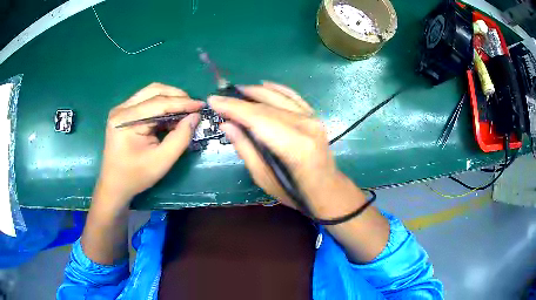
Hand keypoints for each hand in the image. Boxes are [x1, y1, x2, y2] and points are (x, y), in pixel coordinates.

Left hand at [95, 83, 203, 209]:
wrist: (114, 185)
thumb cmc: (136, 176)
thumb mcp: (162, 161)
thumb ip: (180, 138)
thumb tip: (195, 117)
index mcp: (126, 120)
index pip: (158, 103)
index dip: (182, 103)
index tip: (201, 106)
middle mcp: (121, 109)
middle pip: (154, 91)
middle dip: (176, 96)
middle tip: (193, 107)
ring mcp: (121, 109)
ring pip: (150, 93)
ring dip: (169, 99)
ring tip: (184, 110)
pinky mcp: (123, 113)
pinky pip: (146, 101)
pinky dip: (161, 105)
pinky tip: (170, 115)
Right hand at [209, 82, 359, 217]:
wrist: (327, 190)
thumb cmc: (295, 192)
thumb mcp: (264, 178)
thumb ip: (245, 148)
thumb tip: (226, 124)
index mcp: (295, 146)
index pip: (258, 119)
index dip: (233, 108)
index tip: (213, 100)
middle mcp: (306, 126)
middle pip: (266, 107)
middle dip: (239, 101)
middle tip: (219, 98)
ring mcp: (313, 119)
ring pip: (278, 98)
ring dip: (255, 91)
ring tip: (236, 90)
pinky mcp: (315, 117)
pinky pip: (293, 97)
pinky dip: (277, 89)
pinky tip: (264, 84)